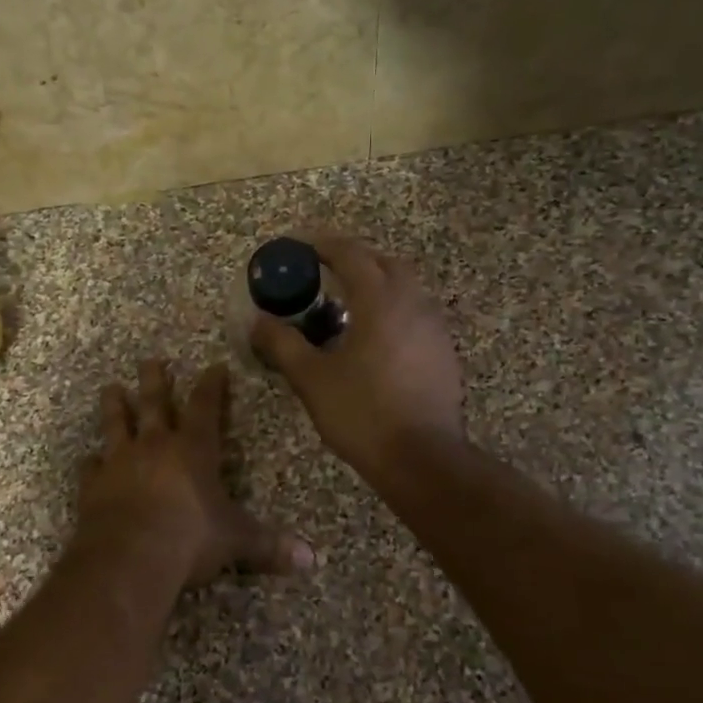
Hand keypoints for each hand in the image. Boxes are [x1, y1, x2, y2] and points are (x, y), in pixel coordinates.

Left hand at [77, 359, 313, 587]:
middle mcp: (155, 446)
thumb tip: (311, 559)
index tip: (214, 366)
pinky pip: (91, 467)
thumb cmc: (190, 539)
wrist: (129, 557)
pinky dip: (91, 462)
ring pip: (116, 424)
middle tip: (150, 360)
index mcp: (193, 450)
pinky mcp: (93, 486)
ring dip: (115, 406)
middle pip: (154, 404)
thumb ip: (270, 546)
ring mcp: (120, 463)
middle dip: (155, 381)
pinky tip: (89, 459)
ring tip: (111, 388)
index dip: (212, 386)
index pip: (206, 407)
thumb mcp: (237, 541)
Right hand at [250, 234, 465, 481]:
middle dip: (353, 259)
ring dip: (375, 284)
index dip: (322, 244)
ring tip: (345, 304)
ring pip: (404, 288)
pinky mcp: (443, 352)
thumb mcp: (311, 378)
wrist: (422, 458)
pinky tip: (373, 338)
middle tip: (322, 271)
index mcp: (380, 301)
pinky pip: (415, 313)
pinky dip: (391, 310)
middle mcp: (413, 303)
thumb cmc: (362, 413)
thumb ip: (283, 343)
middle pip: (383, 263)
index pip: (350, 254)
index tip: (298, 246)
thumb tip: (259, 321)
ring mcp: (434, 327)